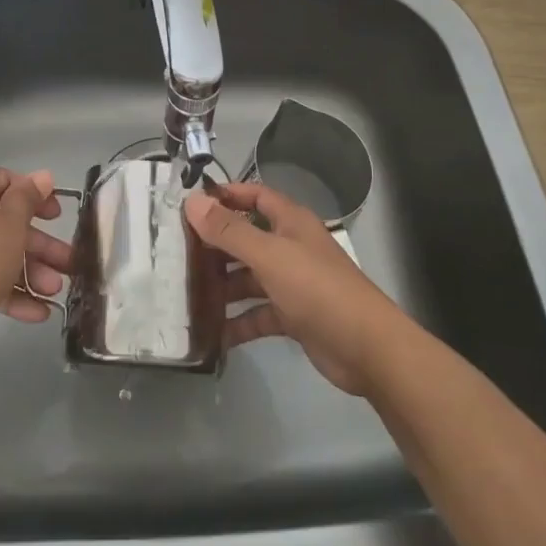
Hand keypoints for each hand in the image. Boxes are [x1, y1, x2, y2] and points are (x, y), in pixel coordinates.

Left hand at [0, 168, 72, 344]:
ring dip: (31, 271)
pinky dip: (11, 293)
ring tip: (55, 292)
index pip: (4, 180)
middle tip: (67, 262)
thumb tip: (42, 175)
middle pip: (6, 223)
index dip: (33, 192)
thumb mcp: (11, 224)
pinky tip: (39, 313)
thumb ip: (29, 198)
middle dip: (40, 244)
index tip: (56, 214)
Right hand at [185, 181, 409, 394]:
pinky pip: (258, 314)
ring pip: (250, 278)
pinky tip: (212, 334)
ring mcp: (293, 284)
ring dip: (223, 287)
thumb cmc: (318, 289)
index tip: (192, 205)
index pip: (255, 196)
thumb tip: (192, 202)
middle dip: (217, 246)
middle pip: (248, 238)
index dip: (226, 196)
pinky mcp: (294, 317)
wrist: (368, 349)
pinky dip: (238, 323)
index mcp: (290, 223)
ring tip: (186, 295)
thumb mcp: (269, 256)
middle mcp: (291, 248)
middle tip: (177, 254)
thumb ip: (230, 231)